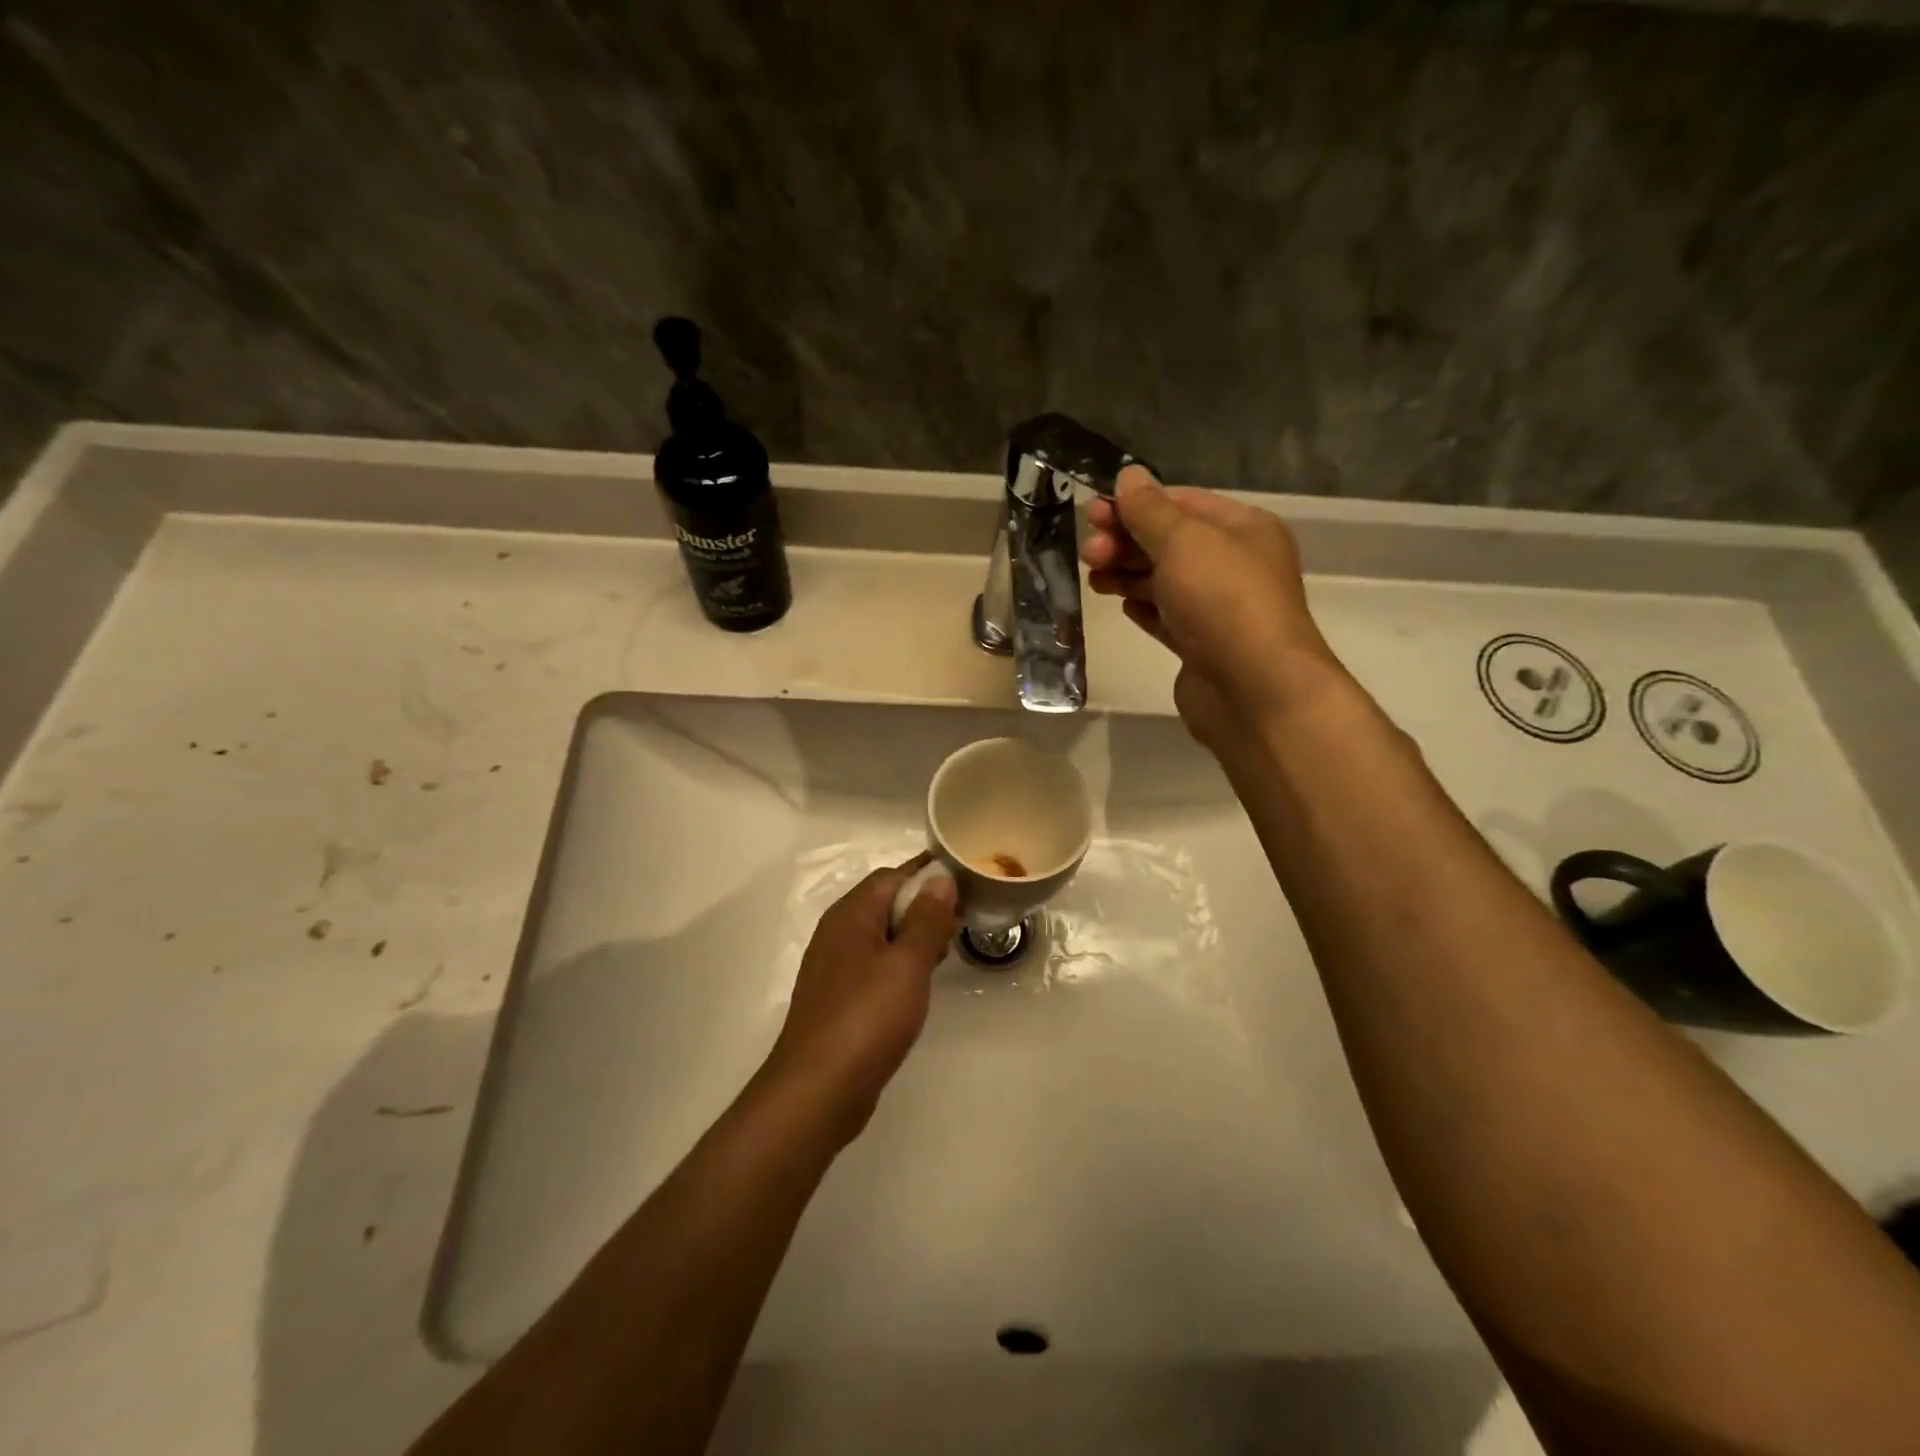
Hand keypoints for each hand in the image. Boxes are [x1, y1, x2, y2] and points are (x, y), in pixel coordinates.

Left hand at [761, 855, 958, 1144]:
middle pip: (885, 903)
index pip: (892, 876)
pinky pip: (874, 964)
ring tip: (949, 947)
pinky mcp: (838, 998)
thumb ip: (926, 918)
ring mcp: (835, 967)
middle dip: (924, 905)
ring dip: (914, 935)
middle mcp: (838, 933)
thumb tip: (940, 878)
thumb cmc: (867, 1018)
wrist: (817, 1090)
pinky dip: (900, 963)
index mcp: (851, 915)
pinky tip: (921, 981)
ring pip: (881, 935)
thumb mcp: (907, 964)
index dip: (928, 874)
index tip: (965, 882)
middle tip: (963, 919)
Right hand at [1083, 466, 1347, 747]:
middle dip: (1126, 542)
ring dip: (1127, 574)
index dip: (1136, 505)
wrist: (1253, 690)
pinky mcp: (1202, 647)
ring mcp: (1219, 609)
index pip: (1182, 503)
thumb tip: (1128, 476)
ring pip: (1164, 581)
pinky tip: (1120, 605)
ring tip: (1094, 579)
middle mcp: (1234, 565)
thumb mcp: (1183, 541)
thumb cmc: (1222, 601)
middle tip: (1088, 552)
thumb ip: (1150, 510)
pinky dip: (1143, 608)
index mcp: (1243, 528)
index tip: (1094, 513)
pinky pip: (1166, 617)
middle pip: (1170, 543)